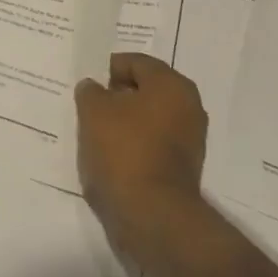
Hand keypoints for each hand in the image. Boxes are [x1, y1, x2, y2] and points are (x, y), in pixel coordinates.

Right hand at [74, 53, 208, 263]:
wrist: (151, 214)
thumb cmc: (123, 150)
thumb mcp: (93, 110)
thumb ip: (90, 91)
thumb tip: (94, 88)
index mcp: (171, 85)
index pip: (135, 62)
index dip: (107, 70)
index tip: (87, 87)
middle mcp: (188, 106)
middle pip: (144, 89)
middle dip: (117, 96)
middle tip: (89, 107)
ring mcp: (189, 138)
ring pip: (148, 117)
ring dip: (124, 121)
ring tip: (97, 133)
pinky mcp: (183, 166)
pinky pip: (152, 142)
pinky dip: (134, 144)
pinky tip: (112, 155)